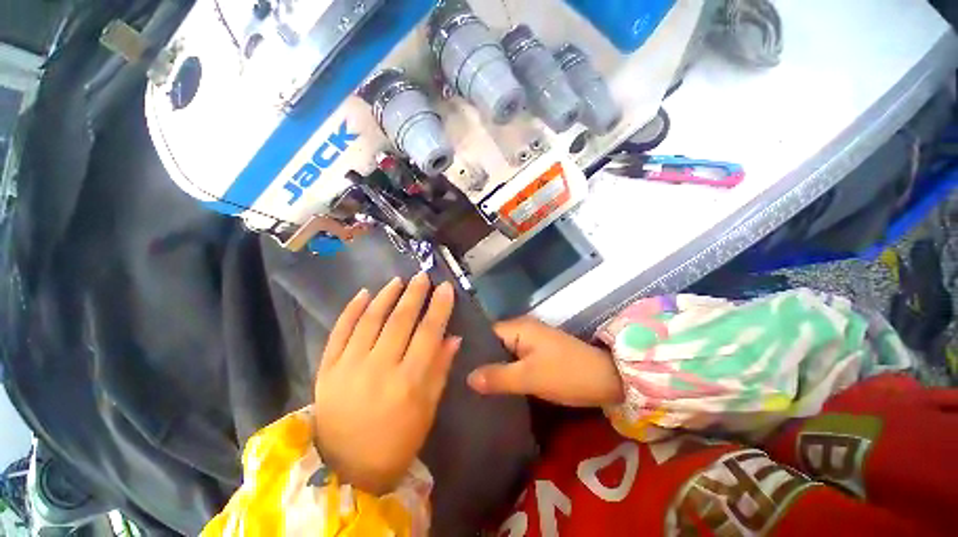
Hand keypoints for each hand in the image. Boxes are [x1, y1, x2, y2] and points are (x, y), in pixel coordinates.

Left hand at [313, 274, 459, 495]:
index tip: (445, 287)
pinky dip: (351, 309)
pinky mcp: (326, 368)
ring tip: (398, 281)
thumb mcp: (427, 409)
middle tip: (423, 276)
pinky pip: (339, 331)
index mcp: (408, 382)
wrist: (343, 468)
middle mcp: (378, 368)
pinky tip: (364, 293)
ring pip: (370, 319)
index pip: (428, 333)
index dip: (439, 307)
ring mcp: (348, 366)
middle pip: (400, 320)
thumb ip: (440, 369)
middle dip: (414, 294)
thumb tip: (452, 337)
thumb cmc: (396, 441)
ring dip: (386, 296)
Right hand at [467, 317, 623, 407]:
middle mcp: (522, 329)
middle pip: (493, 342)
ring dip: (493, 366)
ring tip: (471, 384)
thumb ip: (498, 377)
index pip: (485, 333)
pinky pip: (515, 359)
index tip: (453, 365)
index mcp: (518, 328)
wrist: (607, 379)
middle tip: (458, 378)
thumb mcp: (530, 378)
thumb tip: (467, 378)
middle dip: (480, 360)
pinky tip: (494, 384)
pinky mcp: (539, 353)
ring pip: (504, 352)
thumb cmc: (567, 374)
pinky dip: (506, 369)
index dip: (470, 349)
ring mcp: (532, 341)